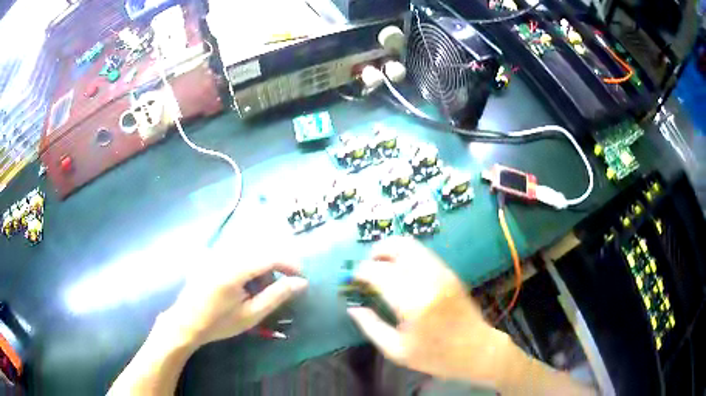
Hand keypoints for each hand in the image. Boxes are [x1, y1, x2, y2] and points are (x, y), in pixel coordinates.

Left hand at [160, 258, 307, 348]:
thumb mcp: (251, 314)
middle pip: (260, 250)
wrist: (186, 322)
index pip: (270, 256)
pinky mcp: (210, 255)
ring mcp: (215, 252)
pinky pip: (236, 252)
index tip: (302, 278)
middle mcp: (224, 254)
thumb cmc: (219, 322)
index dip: (290, 264)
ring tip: (257, 290)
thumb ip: (277, 295)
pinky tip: (243, 283)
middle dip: (275, 267)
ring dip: (261, 266)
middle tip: (276, 290)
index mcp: (234, 269)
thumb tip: (301, 282)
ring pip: (249, 250)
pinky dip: (247, 265)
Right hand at [347, 237, 508, 382]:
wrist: (477, 350)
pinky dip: (406, 256)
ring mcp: (442, 273)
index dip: (361, 272)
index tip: (353, 279)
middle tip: (366, 268)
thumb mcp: (397, 350)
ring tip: (380, 267)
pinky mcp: (450, 272)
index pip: (379, 273)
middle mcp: (429, 280)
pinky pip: (423, 254)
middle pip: (397, 247)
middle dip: (376, 253)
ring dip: (391, 250)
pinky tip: (400, 272)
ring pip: (411, 245)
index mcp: (413, 303)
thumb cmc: (436, 356)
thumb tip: (353, 307)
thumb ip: (371, 326)